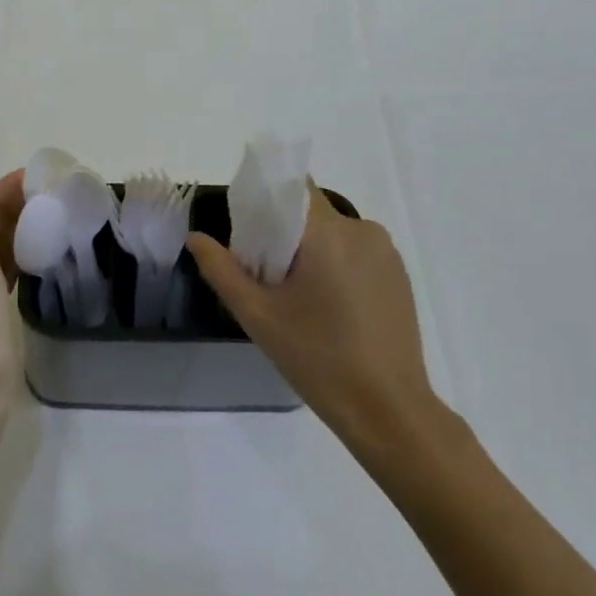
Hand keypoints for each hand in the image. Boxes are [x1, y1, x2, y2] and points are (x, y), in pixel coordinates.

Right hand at [188, 185, 440, 453]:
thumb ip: (222, 270)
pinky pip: (356, 252)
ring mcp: (386, 253)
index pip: (294, 185)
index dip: (267, 194)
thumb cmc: (318, 359)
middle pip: (311, 211)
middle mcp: (363, 230)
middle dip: (284, 231)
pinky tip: (327, 307)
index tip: (247, 224)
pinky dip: (336, 265)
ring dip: (311, 250)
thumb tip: (196, 238)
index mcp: (329, 233)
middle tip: (264, 273)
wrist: (388, 411)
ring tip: (295, 296)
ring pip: (334, 233)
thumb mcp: (258, 316)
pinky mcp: (399, 275)